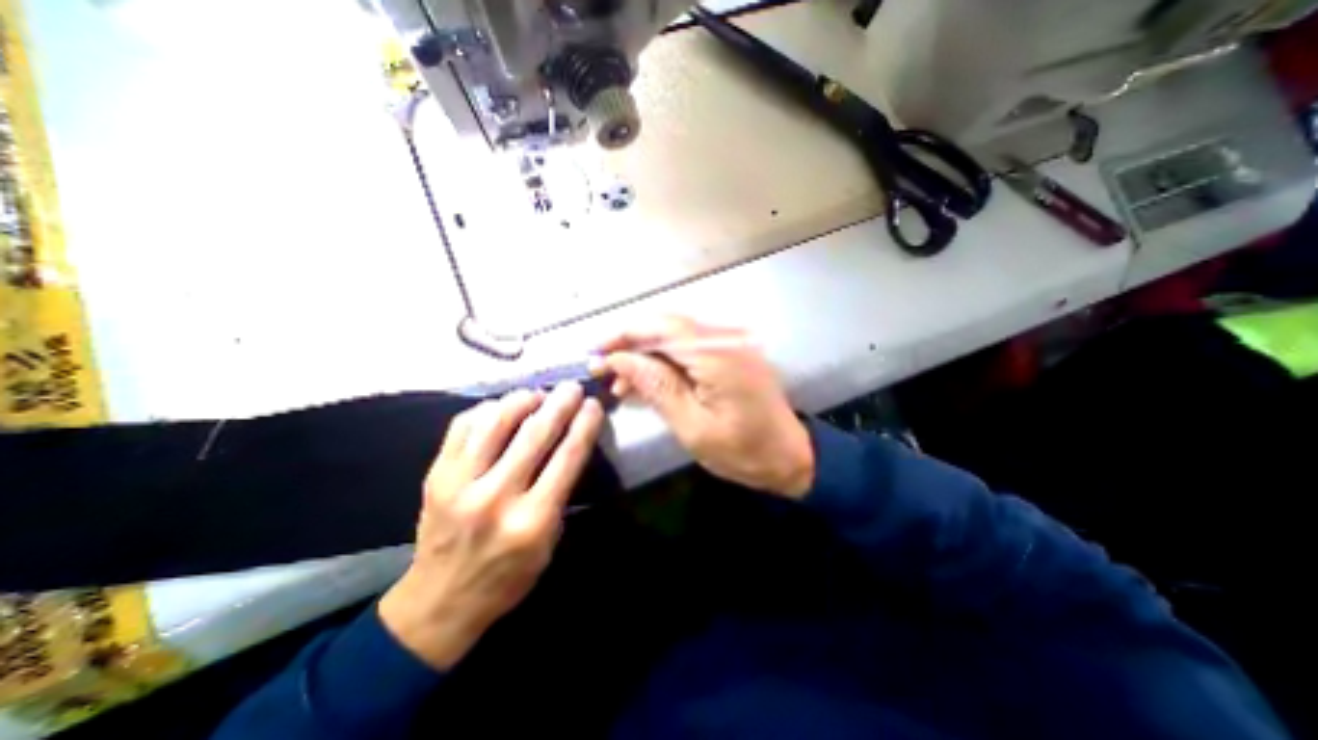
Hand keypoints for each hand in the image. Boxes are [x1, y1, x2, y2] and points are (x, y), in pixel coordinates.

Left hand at [380, 382, 602, 669]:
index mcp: (532, 520)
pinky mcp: (436, 476)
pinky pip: (463, 426)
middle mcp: (496, 497)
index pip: (567, 458)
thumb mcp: (549, 541)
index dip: (584, 424)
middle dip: (559, 403)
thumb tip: (570, 442)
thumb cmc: (508, 575)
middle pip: (535, 434)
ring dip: (522, 400)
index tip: (593, 404)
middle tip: (572, 387)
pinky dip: (486, 410)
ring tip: (536, 394)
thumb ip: (560, 490)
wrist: (439, 602)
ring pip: (495, 422)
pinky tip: (501, 408)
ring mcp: (459, 484)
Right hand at [597, 314, 815, 500]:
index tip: (594, 354)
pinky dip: (664, 363)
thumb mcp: (691, 425)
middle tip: (602, 370)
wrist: (790, 457)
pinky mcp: (730, 355)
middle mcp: (724, 338)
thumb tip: (618, 359)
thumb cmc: (742, 451)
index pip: (660, 327)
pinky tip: (646, 383)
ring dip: (645, 356)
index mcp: (716, 353)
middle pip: (665, 327)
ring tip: (620, 384)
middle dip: (630, 345)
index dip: (622, 336)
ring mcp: (729, 344)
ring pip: (674, 338)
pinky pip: (689, 349)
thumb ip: (655, 386)